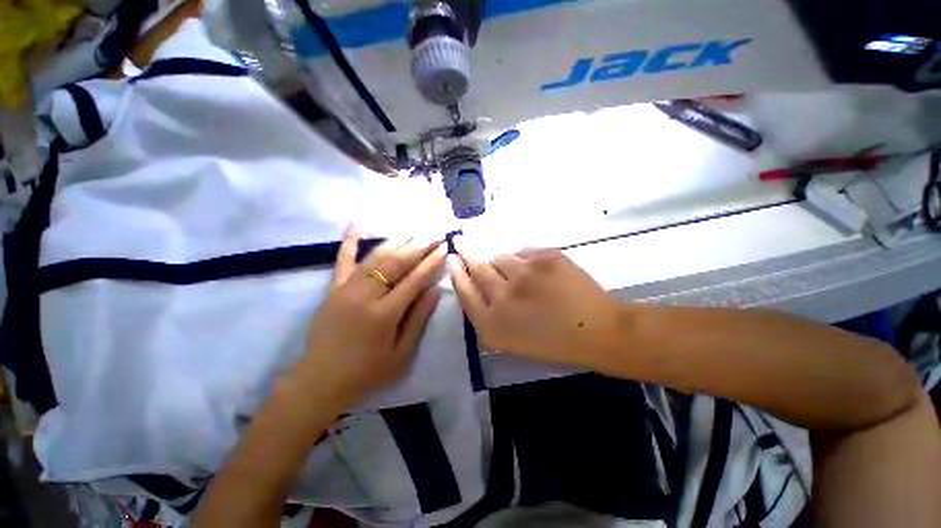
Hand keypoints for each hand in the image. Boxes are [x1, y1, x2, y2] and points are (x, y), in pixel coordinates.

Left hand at [298, 226, 445, 403]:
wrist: (319, 381)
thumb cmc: (366, 372)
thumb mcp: (401, 354)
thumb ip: (418, 319)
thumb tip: (435, 290)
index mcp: (385, 314)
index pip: (413, 280)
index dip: (431, 262)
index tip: (443, 247)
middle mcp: (365, 296)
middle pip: (396, 263)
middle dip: (418, 246)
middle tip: (434, 234)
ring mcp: (345, 289)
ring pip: (374, 257)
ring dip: (396, 241)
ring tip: (414, 230)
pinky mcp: (332, 289)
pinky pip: (341, 261)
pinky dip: (348, 242)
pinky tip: (355, 224)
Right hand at [449, 241, 621, 366]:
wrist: (597, 330)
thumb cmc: (553, 341)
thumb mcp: (511, 340)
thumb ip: (488, 315)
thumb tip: (476, 285)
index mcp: (494, 324)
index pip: (465, 292)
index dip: (457, 274)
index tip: (452, 260)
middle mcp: (503, 297)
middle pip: (477, 268)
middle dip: (465, 252)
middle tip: (460, 240)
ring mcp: (525, 274)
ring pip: (500, 257)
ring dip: (500, 261)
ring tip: (516, 270)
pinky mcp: (545, 258)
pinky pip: (523, 252)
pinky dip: (523, 258)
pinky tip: (535, 271)